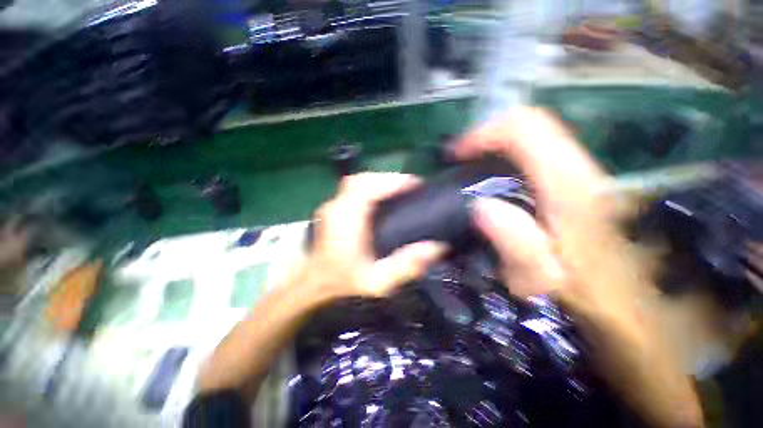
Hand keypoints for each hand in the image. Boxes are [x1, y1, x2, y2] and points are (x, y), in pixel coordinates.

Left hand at [303, 172, 446, 299]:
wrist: (313, 284)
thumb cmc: (343, 282)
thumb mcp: (377, 282)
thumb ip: (406, 266)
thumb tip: (437, 247)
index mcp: (346, 221)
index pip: (367, 189)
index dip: (392, 181)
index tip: (416, 184)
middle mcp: (337, 207)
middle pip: (362, 180)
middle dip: (388, 178)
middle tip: (411, 186)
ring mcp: (332, 205)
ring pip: (357, 181)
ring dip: (380, 180)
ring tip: (400, 189)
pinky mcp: (333, 208)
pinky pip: (353, 188)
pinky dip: (370, 186)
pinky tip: (382, 195)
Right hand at [455, 107, 702, 427]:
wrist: (640, 319)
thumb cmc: (597, 303)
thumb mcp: (550, 282)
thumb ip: (518, 245)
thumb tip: (482, 208)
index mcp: (571, 188)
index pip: (526, 129)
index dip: (486, 133)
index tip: (458, 154)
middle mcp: (577, 173)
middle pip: (529, 131)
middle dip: (488, 143)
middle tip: (460, 168)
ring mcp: (579, 181)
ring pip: (532, 147)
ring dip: (496, 157)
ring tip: (471, 180)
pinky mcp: (577, 193)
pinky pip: (536, 166)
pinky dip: (508, 170)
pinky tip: (496, 194)